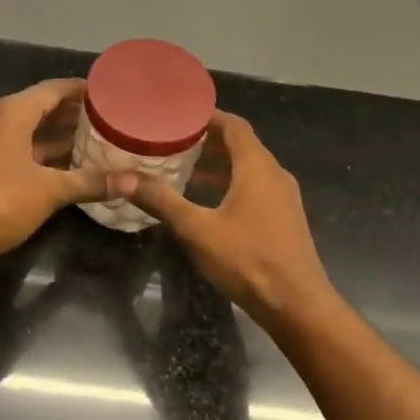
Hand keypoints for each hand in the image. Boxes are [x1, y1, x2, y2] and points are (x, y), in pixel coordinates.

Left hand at [0, 79, 139, 268]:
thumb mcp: (49, 190)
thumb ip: (90, 182)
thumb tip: (133, 181)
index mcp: (13, 112)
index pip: (54, 89)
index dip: (82, 90)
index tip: (111, 94)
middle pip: (42, 108)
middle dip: (74, 115)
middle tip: (110, 121)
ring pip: (30, 132)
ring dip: (59, 137)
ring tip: (96, 143)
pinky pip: (20, 151)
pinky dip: (43, 155)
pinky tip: (67, 169)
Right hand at [129, 111, 334, 329]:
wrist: (297, 305)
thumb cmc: (248, 260)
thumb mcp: (197, 229)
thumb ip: (162, 201)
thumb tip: (122, 178)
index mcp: (257, 167)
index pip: (234, 126)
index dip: (208, 116)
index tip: (179, 114)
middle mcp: (274, 175)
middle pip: (242, 145)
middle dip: (208, 140)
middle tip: (172, 140)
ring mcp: (283, 198)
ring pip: (249, 168)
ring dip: (219, 164)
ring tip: (184, 167)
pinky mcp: (284, 219)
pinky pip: (255, 188)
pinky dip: (231, 184)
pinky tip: (208, 201)